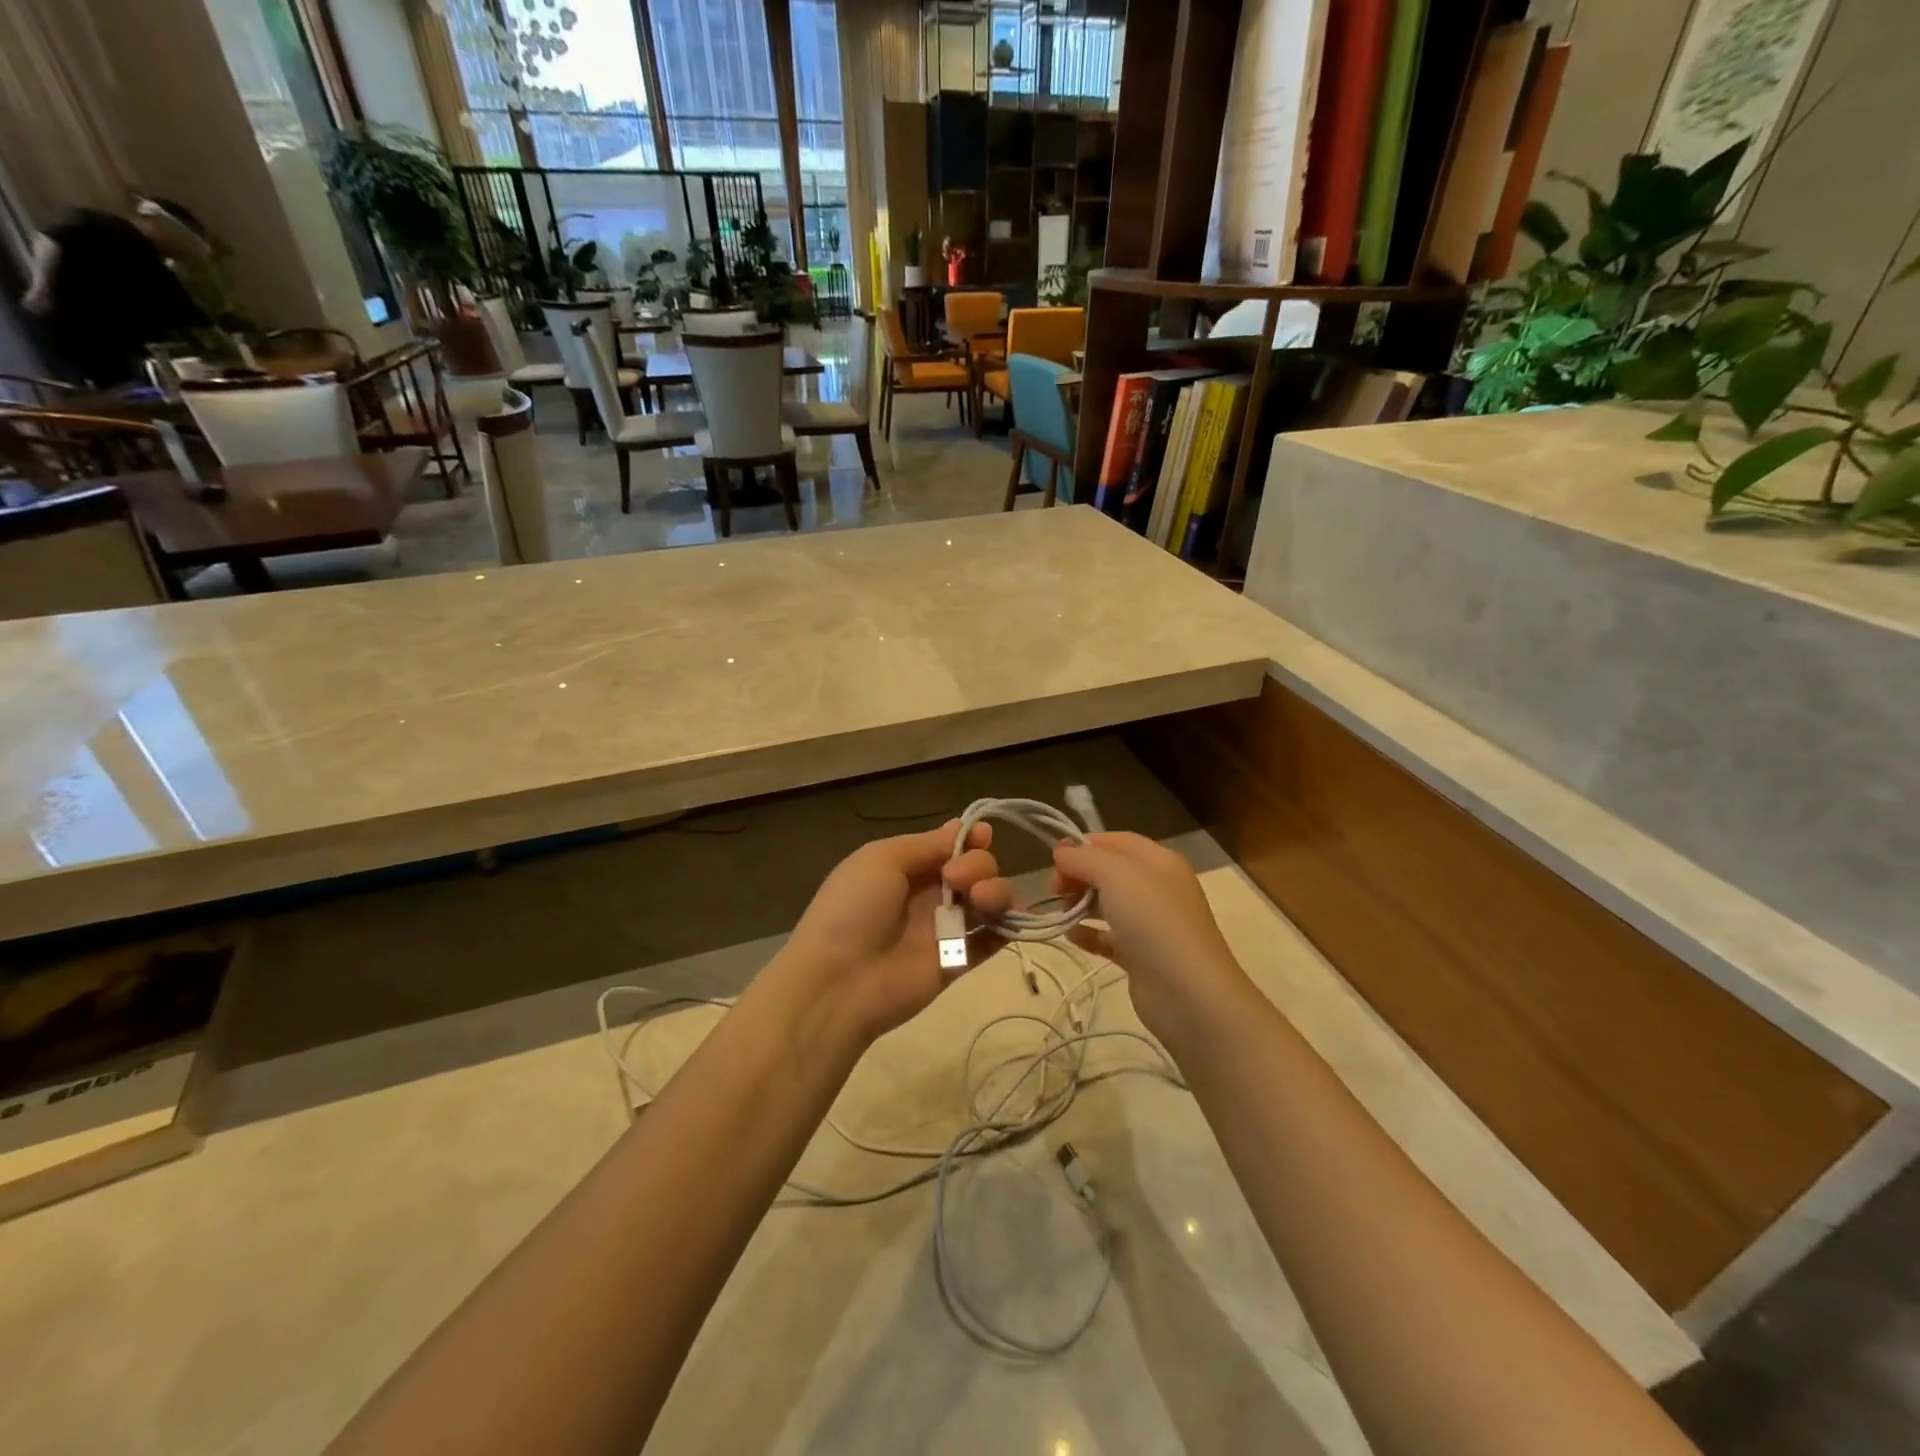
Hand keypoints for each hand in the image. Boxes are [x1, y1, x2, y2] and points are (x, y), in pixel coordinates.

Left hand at [777, 820, 1004, 1043]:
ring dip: (997, 891)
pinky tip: (1012, 921)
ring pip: (989, 901)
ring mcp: (946, 928)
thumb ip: (926, 844)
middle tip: (956, 880)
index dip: (971, 839)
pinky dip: (1010, 928)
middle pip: (975, 868)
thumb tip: (962, 825)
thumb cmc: (854, 909)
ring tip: (982, 900)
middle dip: (978, 865)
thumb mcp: (881, 859)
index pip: (950, 846)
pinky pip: (991, 941)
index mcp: (907, 866)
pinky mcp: (958, 962)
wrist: (840, 981)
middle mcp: (930, 894)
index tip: (983, 836)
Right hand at [1047, 833, 1255, 1051]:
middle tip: (1055, 889)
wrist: (1188, 992)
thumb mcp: (1115, 875)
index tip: (1054, 859)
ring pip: (1108, 904)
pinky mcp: (1142, 956)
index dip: (1084, 845)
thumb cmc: (1153, 920)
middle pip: (1109, 871)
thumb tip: (1061, 851)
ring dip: (1080, 904)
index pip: (1116, 841)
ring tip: (1062, 913)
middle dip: (1079, 875)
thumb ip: (1084, 858)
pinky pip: (1109, 937)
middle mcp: (1158, 887)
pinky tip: (1071, 936)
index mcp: (1159, 861)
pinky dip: (1089, 934)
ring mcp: (1151, 924)